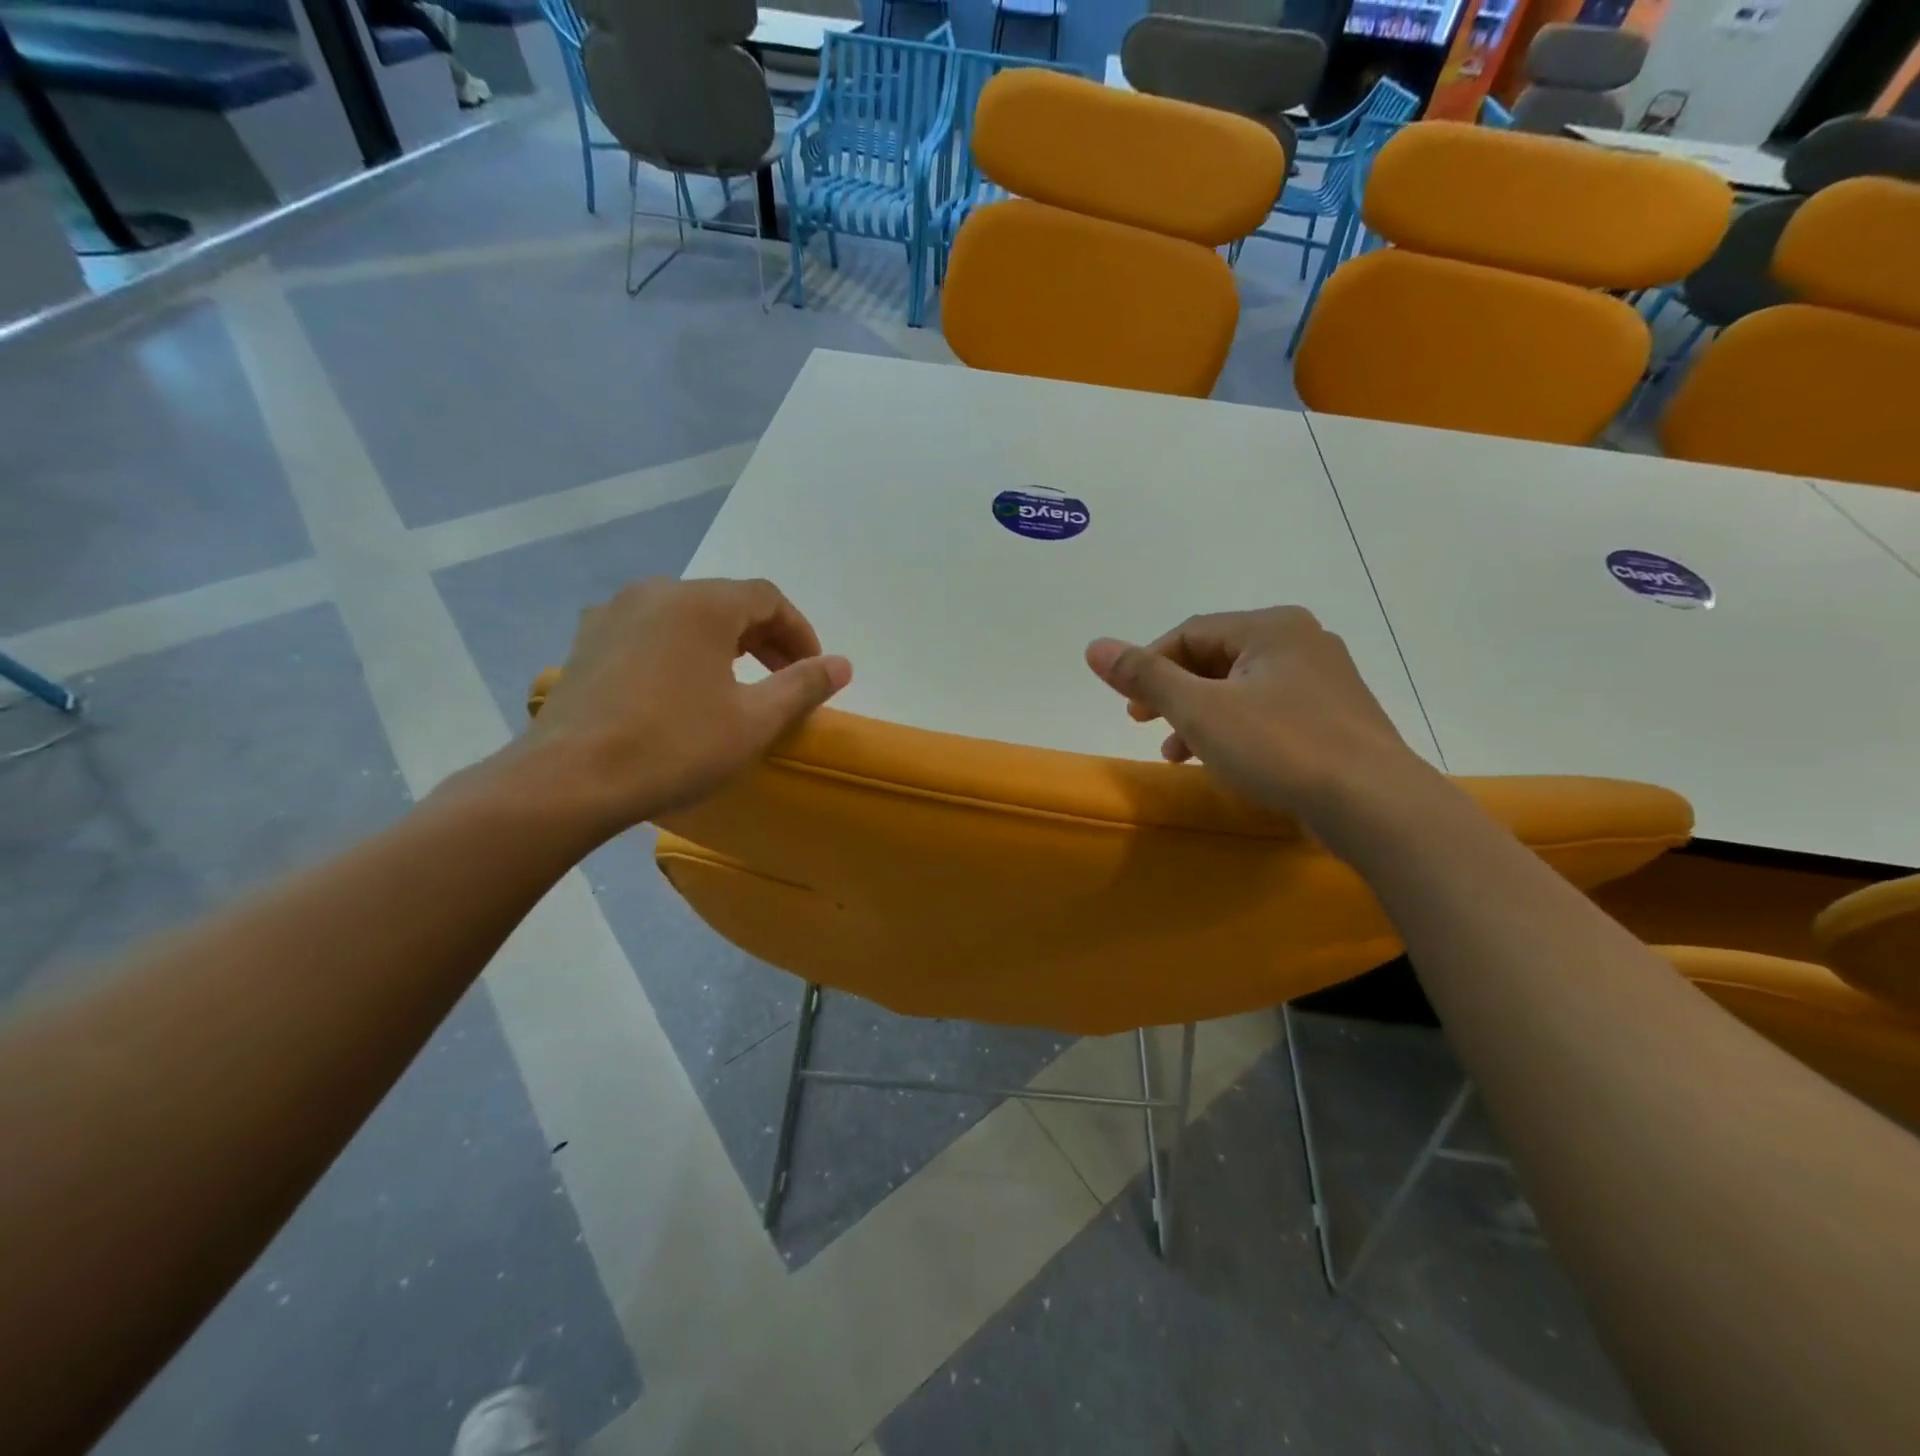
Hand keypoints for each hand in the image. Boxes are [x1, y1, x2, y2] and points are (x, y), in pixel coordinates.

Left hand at [516, 577, 850, 831]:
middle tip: (785, 680)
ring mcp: (613, 615)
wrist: (568, 781)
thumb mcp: (754, 720)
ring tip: (737, 686)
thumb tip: (843, 664)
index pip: (768, 599)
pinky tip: (681, 690)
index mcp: (701, 603)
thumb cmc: (674, 746)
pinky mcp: (587, 644)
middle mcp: (656, 592)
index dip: (800, 632)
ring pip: (687, 616)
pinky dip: (681, 651)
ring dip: (724, 644)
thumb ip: (804, 686)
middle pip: (727, 603)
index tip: (813, 671)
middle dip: (765, 639)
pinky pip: (650, 633)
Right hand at [1085, 607, 1426, 839]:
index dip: (1150, 666)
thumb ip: (1145, 675)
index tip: (1129, 706)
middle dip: (1174, 694)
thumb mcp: (1199, 709)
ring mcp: (1325, 681)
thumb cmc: (1280, 747)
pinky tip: (1224, 763)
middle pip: (1216, 660)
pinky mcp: (1336, 719)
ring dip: (1200, 717)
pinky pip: (1269, 713)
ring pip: (1242, 690)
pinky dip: (1235, 731)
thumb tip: (1094, 646)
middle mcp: (1302, 642)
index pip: (1191, 633)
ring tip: (1177, 755)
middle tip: (1144, 724)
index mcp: (1271, 627)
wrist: (1374, 804)